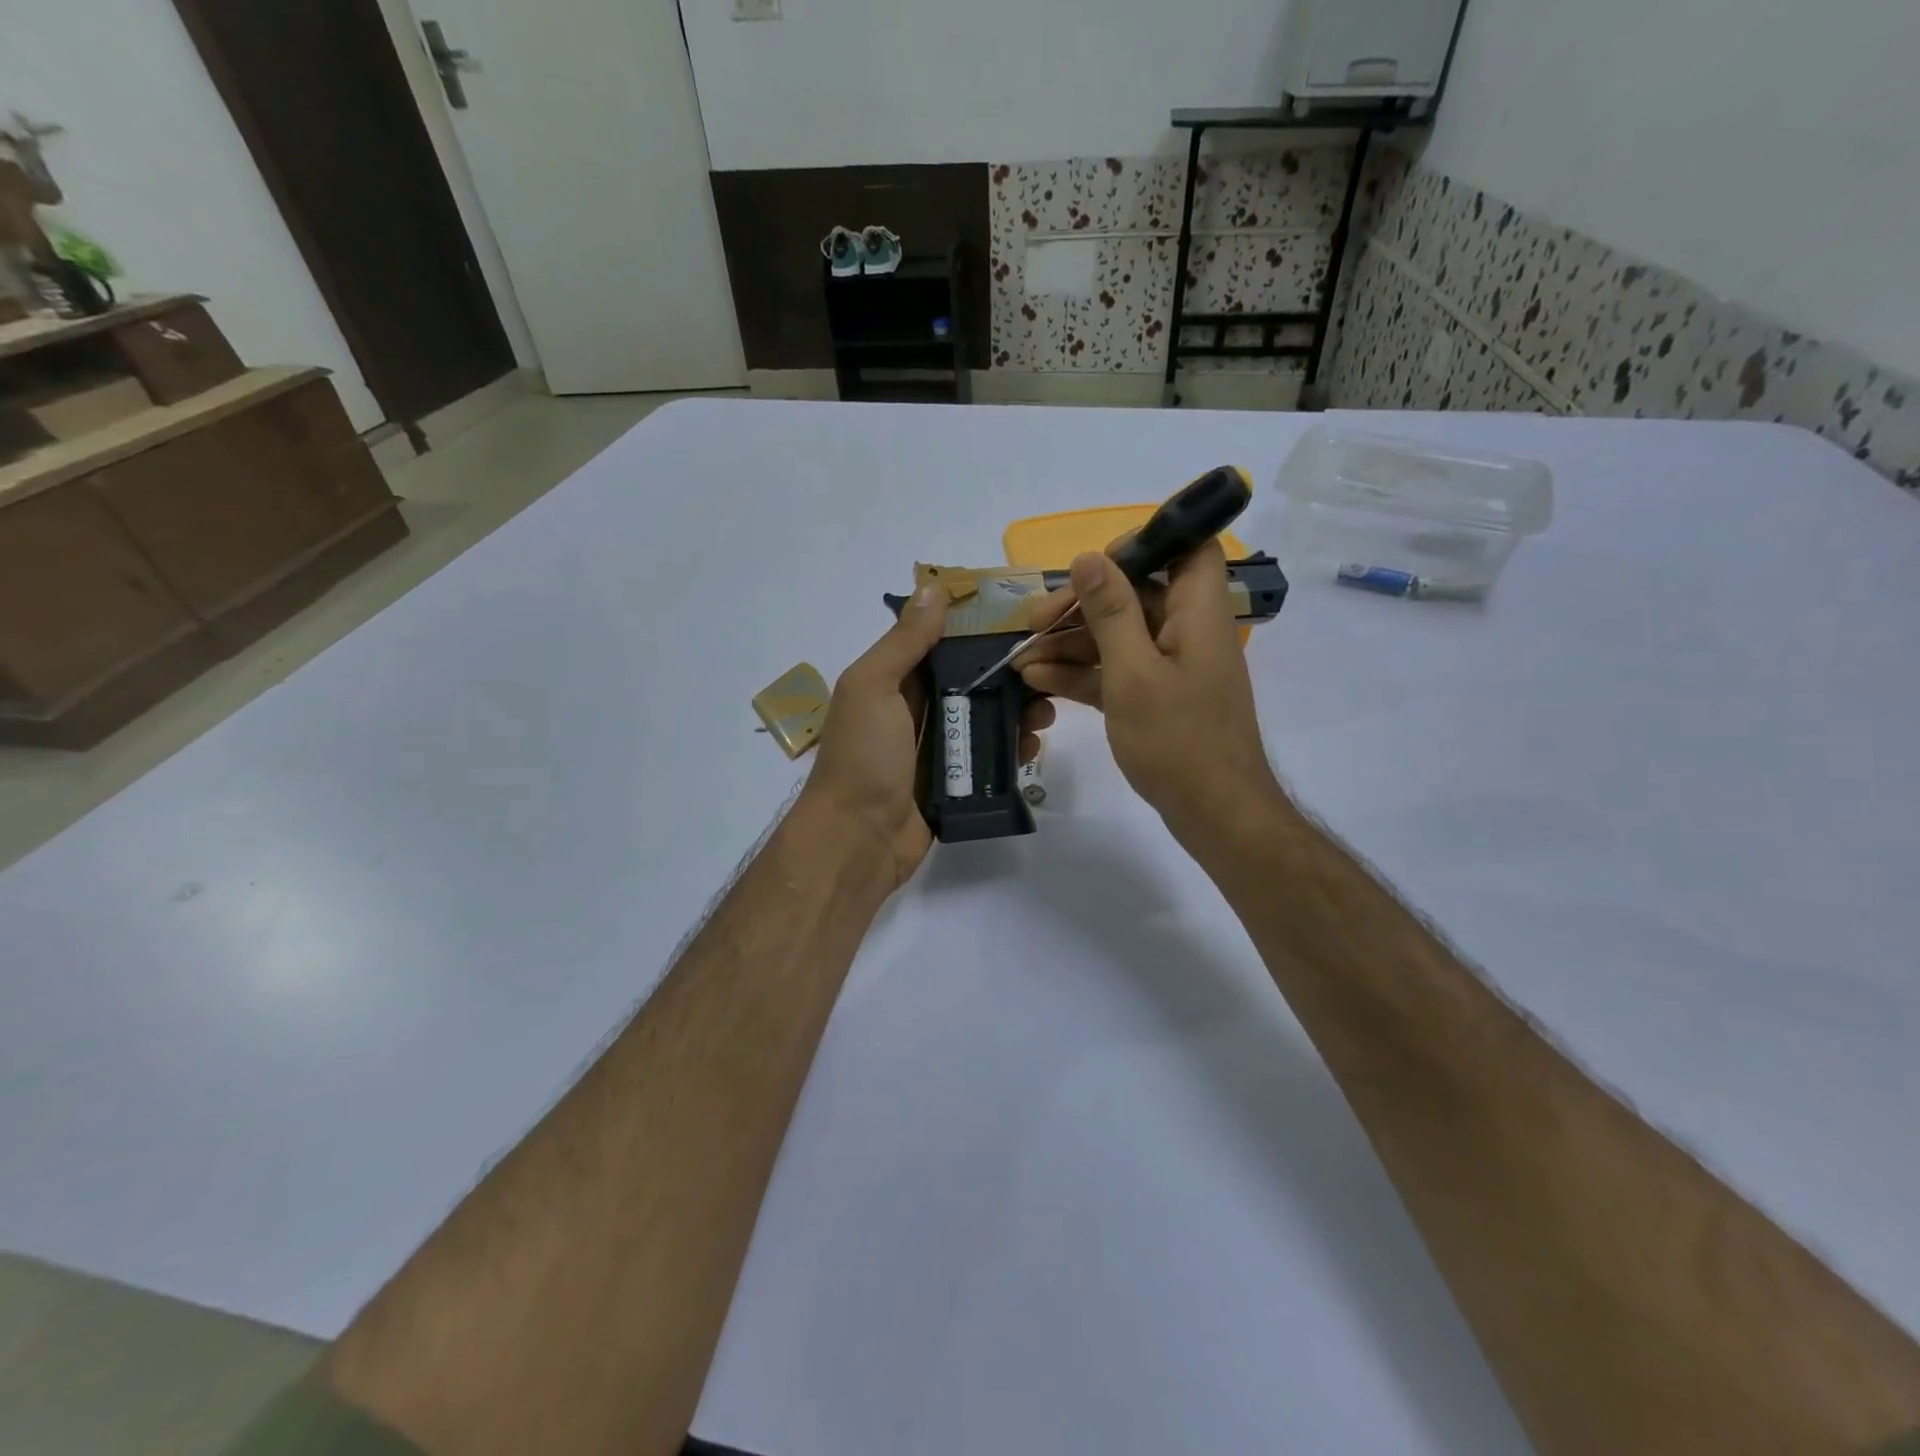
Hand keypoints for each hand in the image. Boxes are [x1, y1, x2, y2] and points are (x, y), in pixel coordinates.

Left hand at [801, 586, 1054, 887]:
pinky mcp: (956, 781)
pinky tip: (1033, 745)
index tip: (1023, 617)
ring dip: (1018, 711)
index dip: (979, 629)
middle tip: (1047, 669)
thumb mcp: (873, 687)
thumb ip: (904, 642)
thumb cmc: (863, 756)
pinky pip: (990, 757)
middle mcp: (917, 708)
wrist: (857, 839)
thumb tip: (932, 588)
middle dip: (1009, 672)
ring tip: (1047, 711)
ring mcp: (938, 747)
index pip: (943, 643)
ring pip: (986, 718)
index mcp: (895, 680)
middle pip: (972, 680)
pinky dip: (1013, 749)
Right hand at [1016, 542, 1281, 846]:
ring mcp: (1172, 667)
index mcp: (1197, 613)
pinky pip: (1117, 671)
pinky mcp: (1157, 697)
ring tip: (1021, 656)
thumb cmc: (1177, 739)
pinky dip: (1082, 673)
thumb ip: (1111, 612)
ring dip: (1071, 643)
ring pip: (1119, 636)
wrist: (1214, 813)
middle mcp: (1188, 631)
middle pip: (1137, 595)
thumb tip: (1089, 557)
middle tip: (1035, 622)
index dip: (1145, 544)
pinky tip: (1038, 680)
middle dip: (1083, 605)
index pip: (1188, 548)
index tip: (1094, 565)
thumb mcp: (1133, 672)